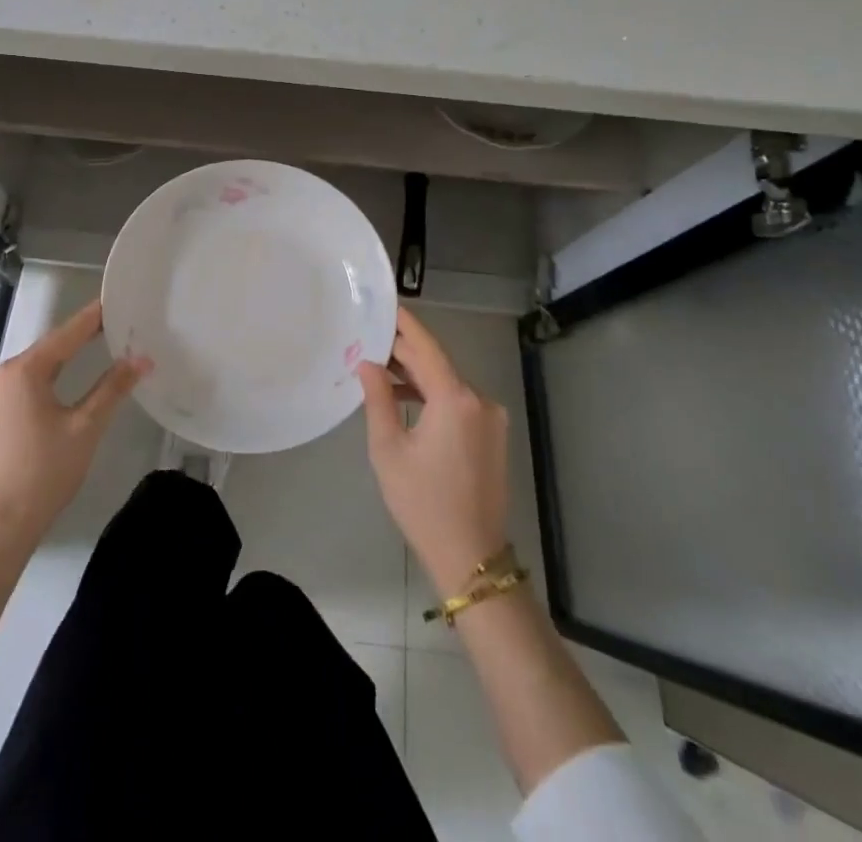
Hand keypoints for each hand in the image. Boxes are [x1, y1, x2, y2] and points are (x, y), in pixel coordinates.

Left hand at [0, 300, 151, 552]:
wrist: (0, 526)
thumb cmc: (45, 473)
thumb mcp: (86, 427)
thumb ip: (113, 387)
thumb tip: (142, 358)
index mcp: (24, 371)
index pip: (67, 334)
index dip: (94, 317)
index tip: (118, 300)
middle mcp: (3, 374)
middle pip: (50, 347)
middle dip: (82, 335)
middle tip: (117, 323)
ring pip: (38, 366)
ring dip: (66, 356)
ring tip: (101, 343)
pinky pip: (27, 383)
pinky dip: (51, 375)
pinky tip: (69, 377)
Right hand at [359, 307, 510, 594]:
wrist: (471, 557)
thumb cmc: (422, 503)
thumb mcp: (388, 449)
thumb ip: (377, 398)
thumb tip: (368, 363)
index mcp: (455, 400)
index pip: (426, 347)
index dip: (404, 324)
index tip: (385, 304)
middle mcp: (479, 401)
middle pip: (437, 364)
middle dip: (404, 352)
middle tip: (369, 338)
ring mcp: (491, 419)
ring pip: (447, 383)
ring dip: (417, 376)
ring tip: (379, 370)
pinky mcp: (493, 436)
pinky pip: (458, 402)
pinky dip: (433, 396)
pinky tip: (406, 399)